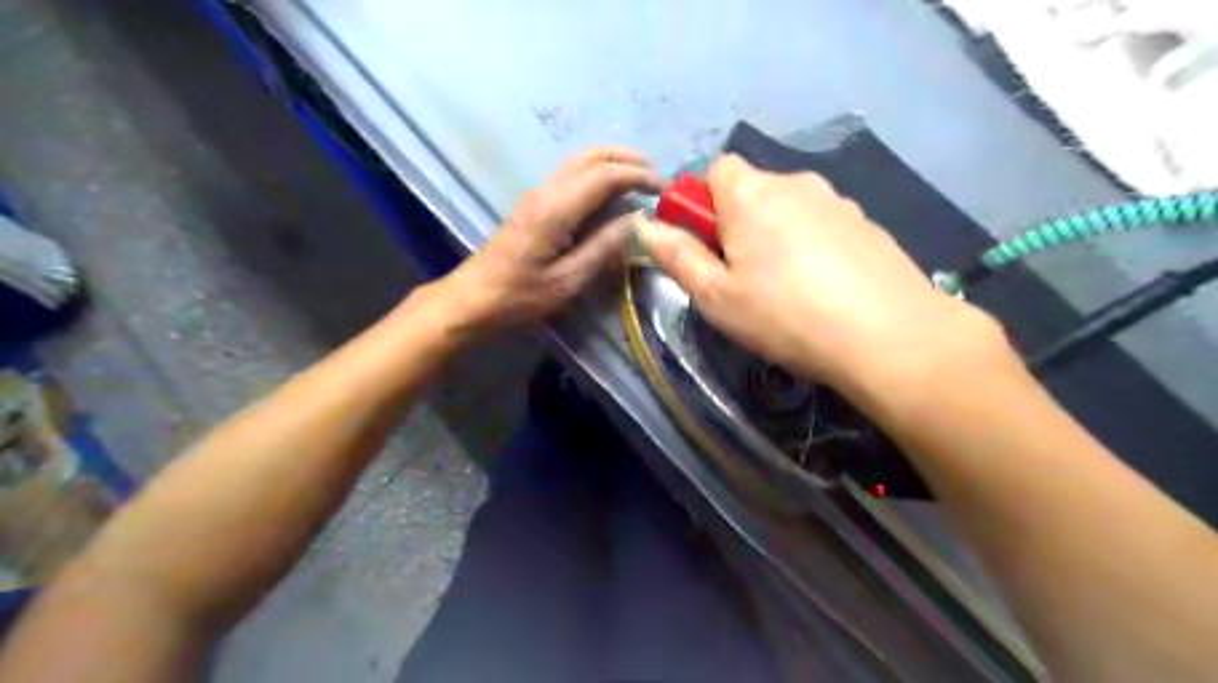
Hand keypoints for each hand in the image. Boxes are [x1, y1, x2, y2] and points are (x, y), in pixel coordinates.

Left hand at [438, 147, 663, 331]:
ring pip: (580, 161)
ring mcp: (538, 194)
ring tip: (639, 179)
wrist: (474, 298)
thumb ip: (603, 249)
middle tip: (656, 176)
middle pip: (591, 156)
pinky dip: (598, 174)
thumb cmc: (520, 296)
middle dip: (628, 158)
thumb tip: (637, 222)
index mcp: (556, 209)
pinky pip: (572, 175)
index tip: (664, 188)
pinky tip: (610, 193)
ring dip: (612, 162)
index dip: (638, 176)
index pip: (604, 176)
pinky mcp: (534, 204)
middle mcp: (546, 191)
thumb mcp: (568, 282)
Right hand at [637, 151, 999, 394]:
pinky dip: (813, 247)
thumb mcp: (715, 296)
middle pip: (753, 190)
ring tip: (787, 289)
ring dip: (777, 236)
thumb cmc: (785, 315)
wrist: (889, 335)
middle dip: (739, 223)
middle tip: (743, 277)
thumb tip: (646, 226)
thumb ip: (677, 257)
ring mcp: (838, 201)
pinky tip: (824, 289)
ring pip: (789, 209)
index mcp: (751, 194)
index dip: (703, 204)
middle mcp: (795, 183)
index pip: (715, 170)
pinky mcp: (867, 224)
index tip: (707, 246)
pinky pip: (823, 226)